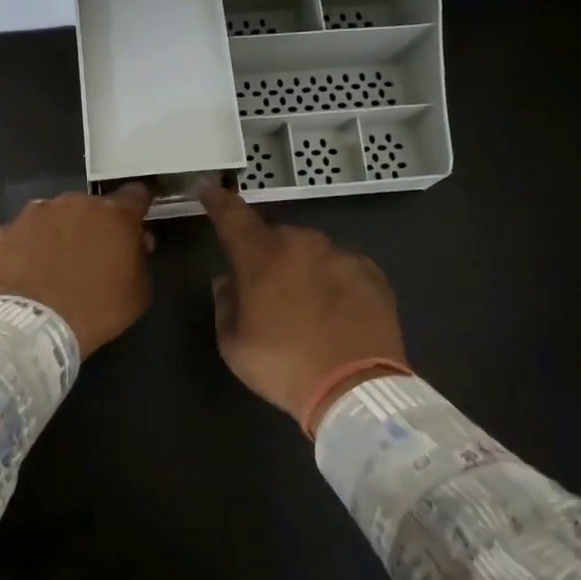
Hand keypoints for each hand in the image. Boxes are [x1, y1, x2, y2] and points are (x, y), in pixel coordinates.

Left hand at [0, 185, 154, 356]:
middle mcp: (75, 202)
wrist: (35, 326)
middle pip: (91, 207)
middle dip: (94, 225)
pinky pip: (25, 233)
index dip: (136, 210)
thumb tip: (136, 241)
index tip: (133, 226)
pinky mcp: (7, 230)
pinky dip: (29, 246)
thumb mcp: (139, 292)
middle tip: (90, 255)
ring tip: (54, 264)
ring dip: (60, 232)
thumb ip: (140, 257)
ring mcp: (37, 213)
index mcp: (114, 214)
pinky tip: (29, 271)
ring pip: (55, 216)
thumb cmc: (97, 310)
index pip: (135, 195)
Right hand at [201, 185, 406, 425]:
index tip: (209, 190)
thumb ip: (226, 303)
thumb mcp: (233, 344)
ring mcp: (340, 255)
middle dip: (265, 253)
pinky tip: (334, 310)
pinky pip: (341, 266)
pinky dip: (331, 280)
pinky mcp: (371, 272)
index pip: (232, 216)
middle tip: (264, 287)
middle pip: (274, 236)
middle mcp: (301, 244)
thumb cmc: (283, 366)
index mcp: (261, 257)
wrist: (356, 389)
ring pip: (310, 250)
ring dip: (300, 267)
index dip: (218, 201)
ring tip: (304, 305)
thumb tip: (229, 280)